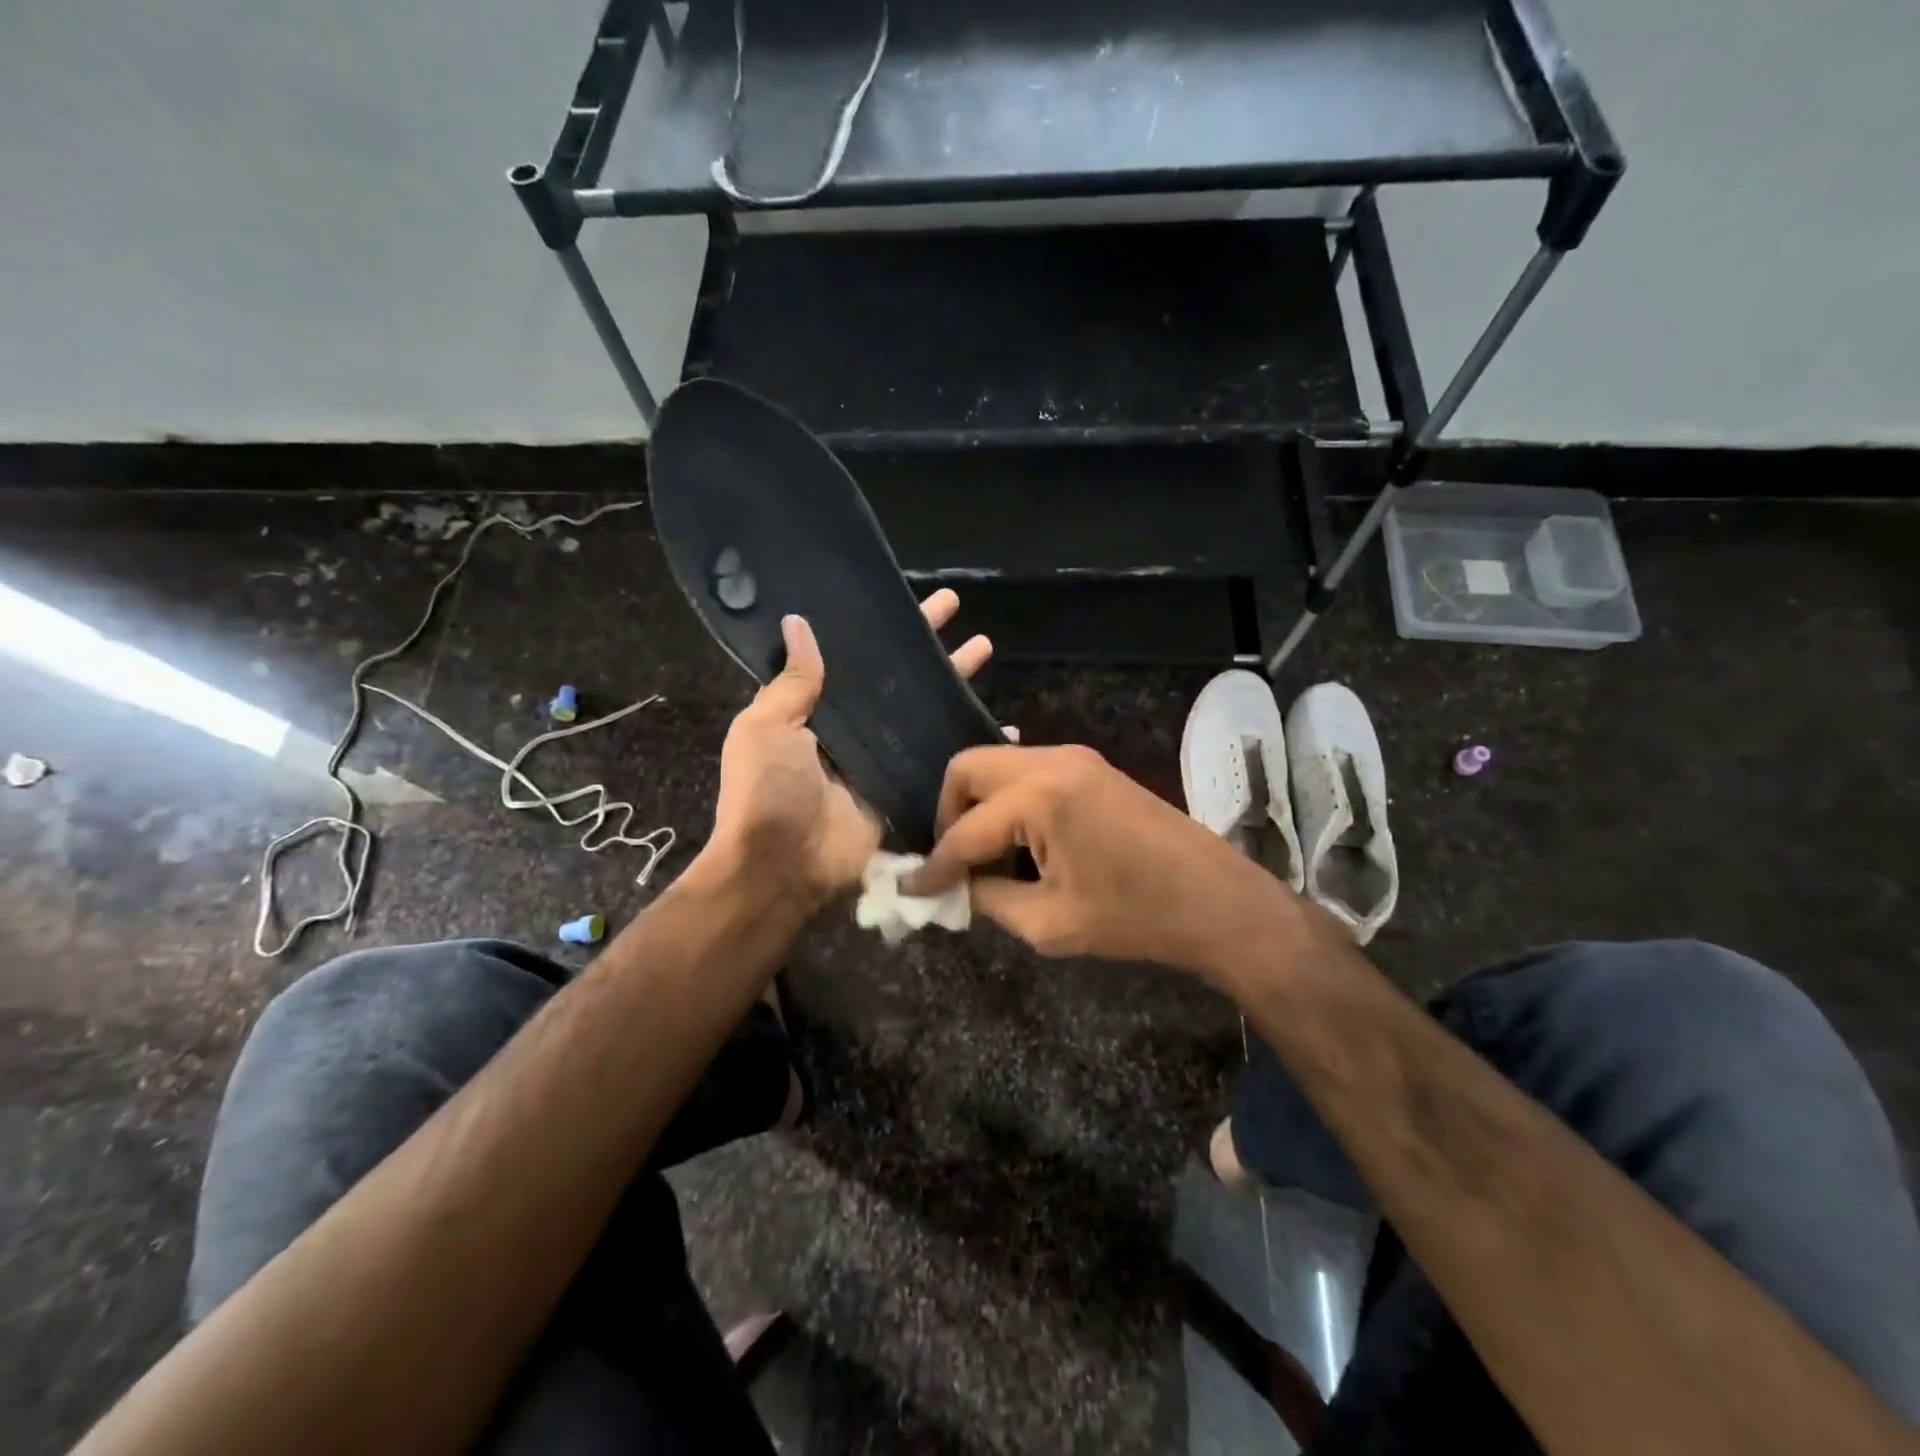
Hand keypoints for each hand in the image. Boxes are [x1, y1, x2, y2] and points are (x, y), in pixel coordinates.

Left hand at [707, 590, 994, 908]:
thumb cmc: (767, 792)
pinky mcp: (908, 792)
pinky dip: (972, 745)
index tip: (911, 600)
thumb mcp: (765, 728)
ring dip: (955, 684)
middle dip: (928, 647)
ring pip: (927, 714)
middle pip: (900, 681)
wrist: (782, 868)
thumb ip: (791, 682)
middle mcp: (856, 732)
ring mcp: (885, 762)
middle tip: (959, 609)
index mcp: (819, 712)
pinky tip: (1006, 727)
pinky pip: (943, 762)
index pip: (859, 659)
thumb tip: (799, 623)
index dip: (886, 630)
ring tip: (987, 648)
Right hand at [906, 744, 1298, 976]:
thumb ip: (988, 898)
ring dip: (980, 806)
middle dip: (948, 814)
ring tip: (988, 858)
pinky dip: (1009, 802)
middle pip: (968, 768)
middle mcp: (1051, 760)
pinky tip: (1021, 843)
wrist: (1217, 900)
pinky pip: (1027, 772)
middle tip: (954, 862)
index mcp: (1040, 796)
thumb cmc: (1135, 917)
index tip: (911, 888)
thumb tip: (956, 887)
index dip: (934, 864)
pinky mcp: (1090, 766)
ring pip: (997, 765)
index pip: (964, 830)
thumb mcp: (1049, 921)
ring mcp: (1074, 757)